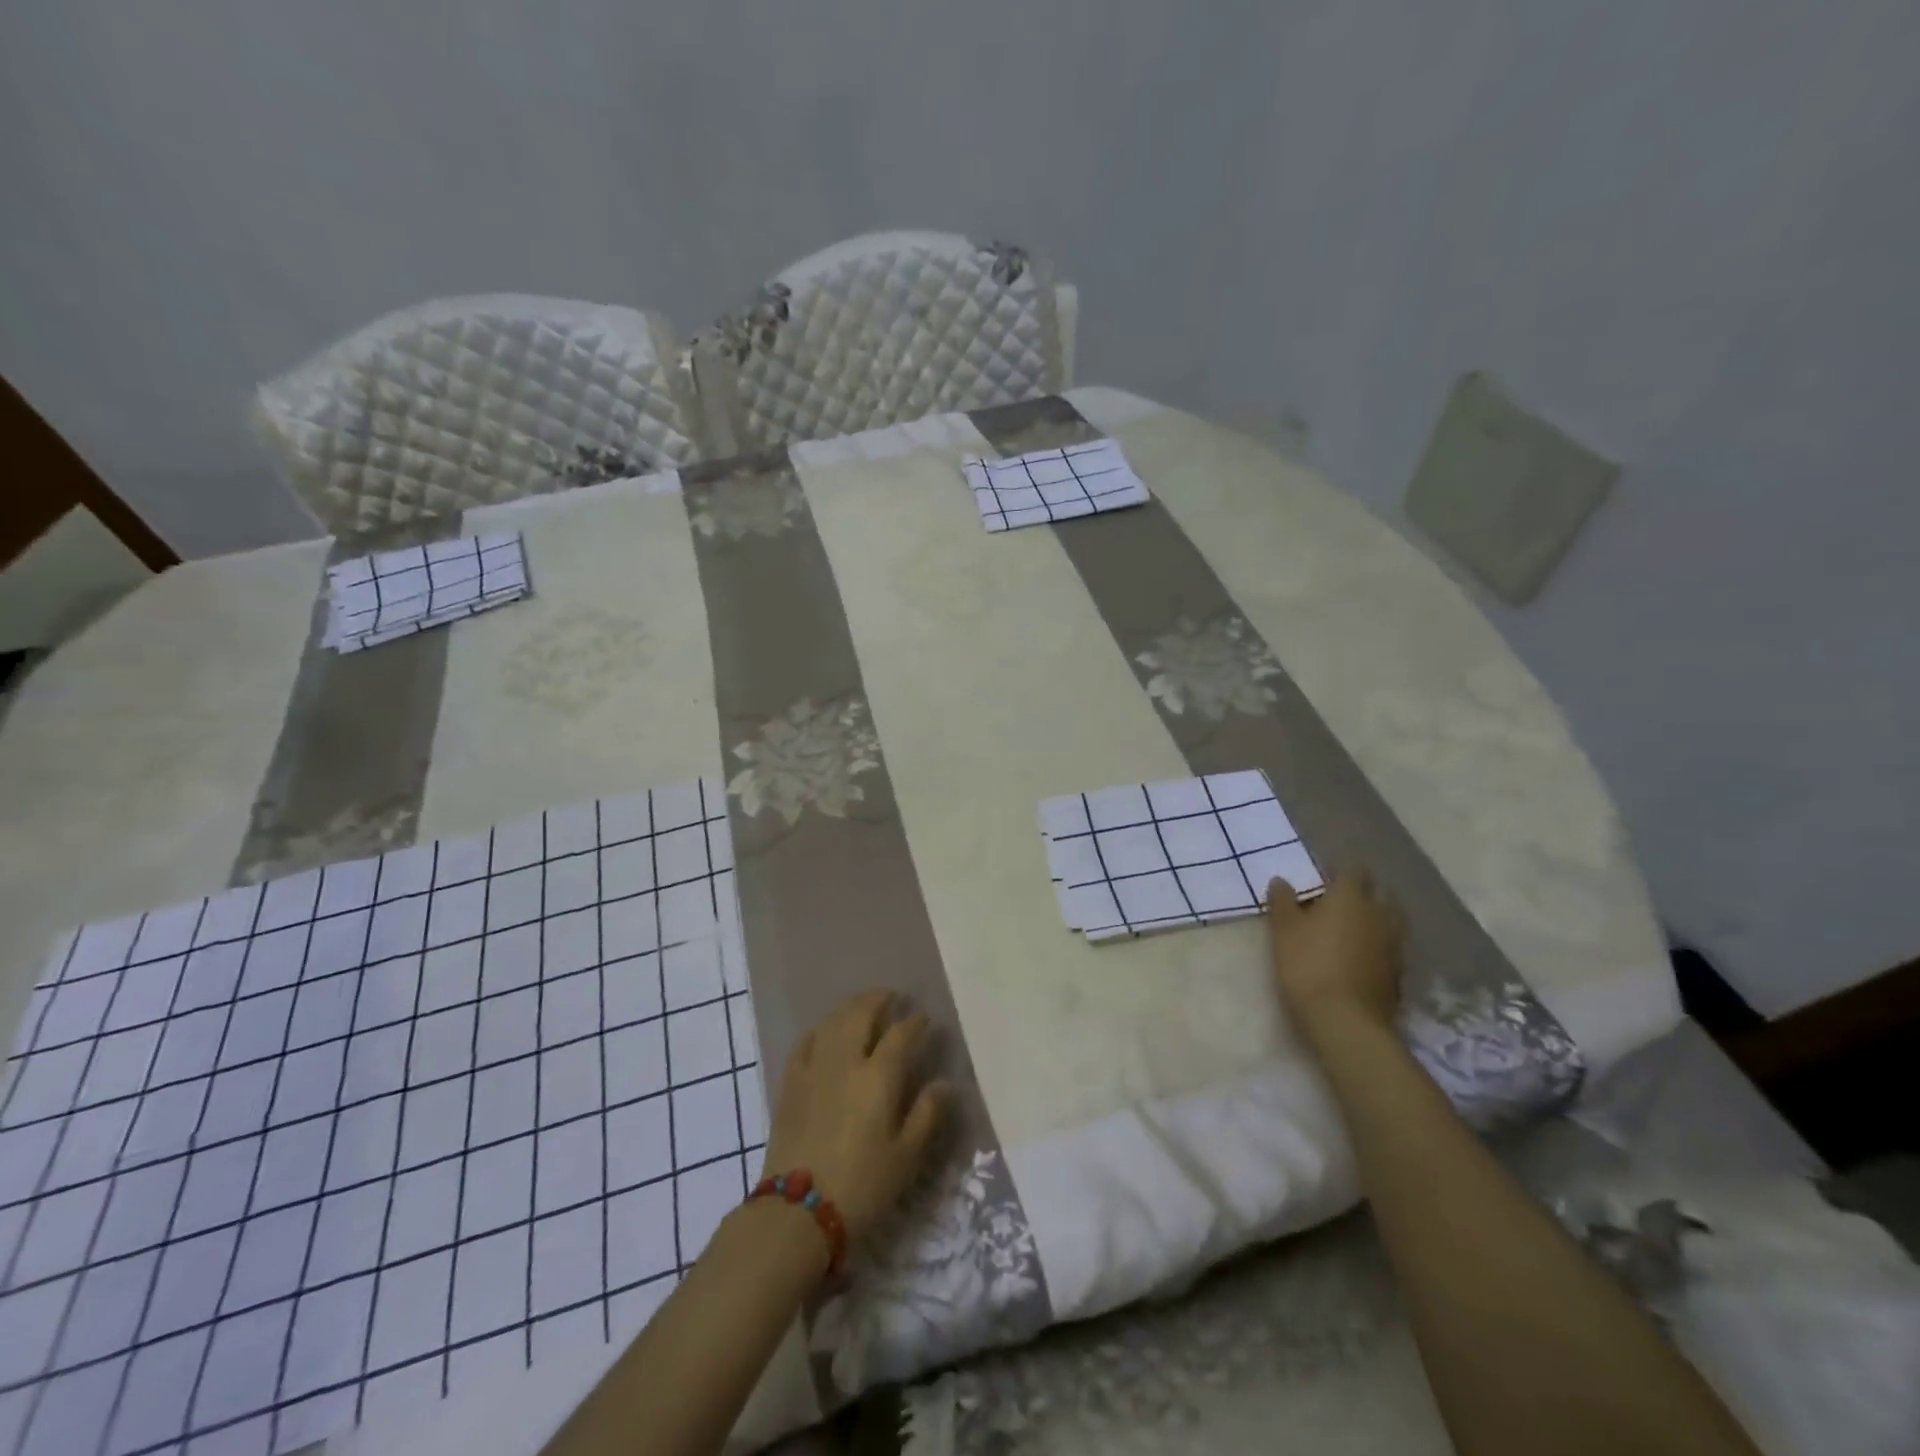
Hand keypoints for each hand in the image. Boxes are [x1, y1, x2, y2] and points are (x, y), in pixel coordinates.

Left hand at [760, 989, 954, 1245]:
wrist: (797, 1212)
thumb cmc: (861, 1186)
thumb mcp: (905, 1158)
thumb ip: (927, 1115)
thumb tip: (946, 1084)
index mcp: (878, 1077)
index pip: (901, 1035)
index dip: (915, 1022)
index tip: (925, 1018)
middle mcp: (845, 1062)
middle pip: (860, 1014)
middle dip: (878, 999)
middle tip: (891, 996)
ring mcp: (814, 1070)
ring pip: (832, 1022)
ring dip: (849, 1007)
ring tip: (861, 1005)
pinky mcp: (790, 1085)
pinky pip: (804, 1043)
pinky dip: (818, 1030)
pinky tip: (823, 1033)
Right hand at [1265, 870, 1405, 1041]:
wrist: (1345, 1021)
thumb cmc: (1308, 965)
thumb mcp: (1283, 931)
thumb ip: (1282, 901)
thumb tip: (1282, 880)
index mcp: (1351, 897)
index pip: (1354, 870)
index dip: (1339, 872)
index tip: (1321, 881)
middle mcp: (1379, 914)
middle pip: (1380, 893)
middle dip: (1363, 895)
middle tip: (1337, 906)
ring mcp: (1394, 945)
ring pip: (1389, 921)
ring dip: (1373, 921)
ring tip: (1349, 933)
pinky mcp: (1399, 973)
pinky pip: (1390, 948)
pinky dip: (1378, 947)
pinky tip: (1359, 960)